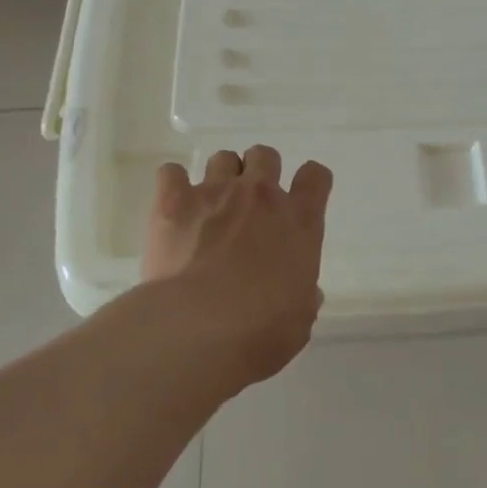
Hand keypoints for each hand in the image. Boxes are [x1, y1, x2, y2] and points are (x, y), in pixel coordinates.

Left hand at [141, 145, 333, 391]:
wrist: (197, 330)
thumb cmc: (260, 331)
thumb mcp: (299, 319)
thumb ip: (302, 296)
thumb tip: (303, 293)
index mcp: (300, 221)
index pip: (316, 177)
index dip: (311, 183)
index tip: (303, 197)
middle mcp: (261, 195)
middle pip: (266, 156)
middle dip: (260, 172)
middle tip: (250, 205)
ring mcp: (216, 192)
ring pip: (223, 158)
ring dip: (221, 176)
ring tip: (211, 206)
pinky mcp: (174, 202)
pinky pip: (170, 172)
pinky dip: (172, 184)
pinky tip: (172, 206)